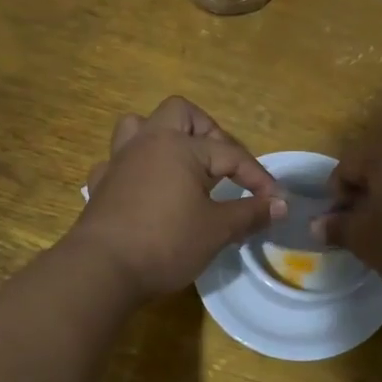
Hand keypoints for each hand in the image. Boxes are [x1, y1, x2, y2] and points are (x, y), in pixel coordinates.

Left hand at [72, 97, 284, 298]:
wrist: (102, 269)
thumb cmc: (166, 243)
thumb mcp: (217, 230)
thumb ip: (251, 213)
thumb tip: (280, 204)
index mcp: (180, 147)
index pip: (231, 154)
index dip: (258, 177)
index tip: (276, 201)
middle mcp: (149, 142)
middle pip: (180, 113)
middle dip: (208, 132)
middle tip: (223, 164)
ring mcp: (119, 161)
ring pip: (139, 126)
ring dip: (162, 137)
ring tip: (181, 163)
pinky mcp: (101, 184)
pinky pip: (118, 161)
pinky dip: (134, 168)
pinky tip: (145, 187)